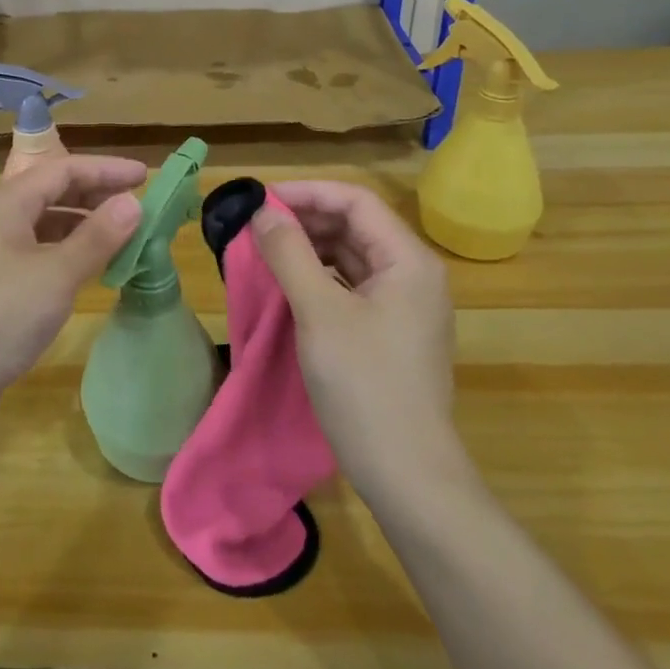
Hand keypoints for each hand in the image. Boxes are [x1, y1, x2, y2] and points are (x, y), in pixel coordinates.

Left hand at [0, 155, 145, 433]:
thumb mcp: (56, 274)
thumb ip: (97, 237)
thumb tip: (132, 203)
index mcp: (8, 203)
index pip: (64, 169)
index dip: (106, 169)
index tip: (146, 176)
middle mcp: (0, 219)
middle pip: (54, 192)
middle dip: (96, 194)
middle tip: (138, 206)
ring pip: (48, 224)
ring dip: (86, 225)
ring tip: (123, 238)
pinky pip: (42, 253)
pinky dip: (71, 253)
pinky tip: (92, 270)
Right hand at [250, 180, 467, 502]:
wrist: (408, 475)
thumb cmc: (364, 385)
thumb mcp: (319, 312)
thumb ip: (289, 253)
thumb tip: (262, 211)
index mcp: (408, 260)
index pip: (355, 201)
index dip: (307, 193)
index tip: (260, 200)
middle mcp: (413, 273)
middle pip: (355, 225)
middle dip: (305, 219)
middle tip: (255, 226)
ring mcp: (405, 305)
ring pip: (352, 255)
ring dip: (309, 247)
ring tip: (265, 250)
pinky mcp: (392, 331)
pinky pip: (352, 285)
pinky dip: (319, 276)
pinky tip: (289, 284)